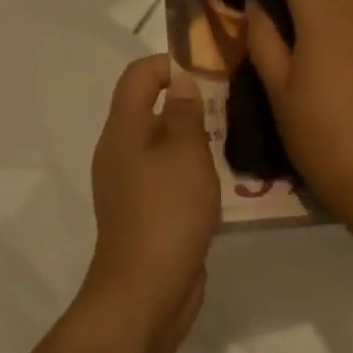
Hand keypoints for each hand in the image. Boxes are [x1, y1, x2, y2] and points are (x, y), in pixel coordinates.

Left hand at [80, 55, 219, 352]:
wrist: (146, 290)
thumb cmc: (167, 212)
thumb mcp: (185, 153)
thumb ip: (184, 112)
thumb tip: (181, 80)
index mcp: (123, 130)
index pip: (138, 75)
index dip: (169, 63)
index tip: (209, 70)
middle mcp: (120, 151)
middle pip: (150, 108)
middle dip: (188, 100)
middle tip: (229, 105)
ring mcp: (130, 184)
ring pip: (162, 143)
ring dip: (193, 137)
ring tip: (232, 139)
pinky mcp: (145, 211)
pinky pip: (167, 175)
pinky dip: (190, 168)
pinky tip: (221, 178)